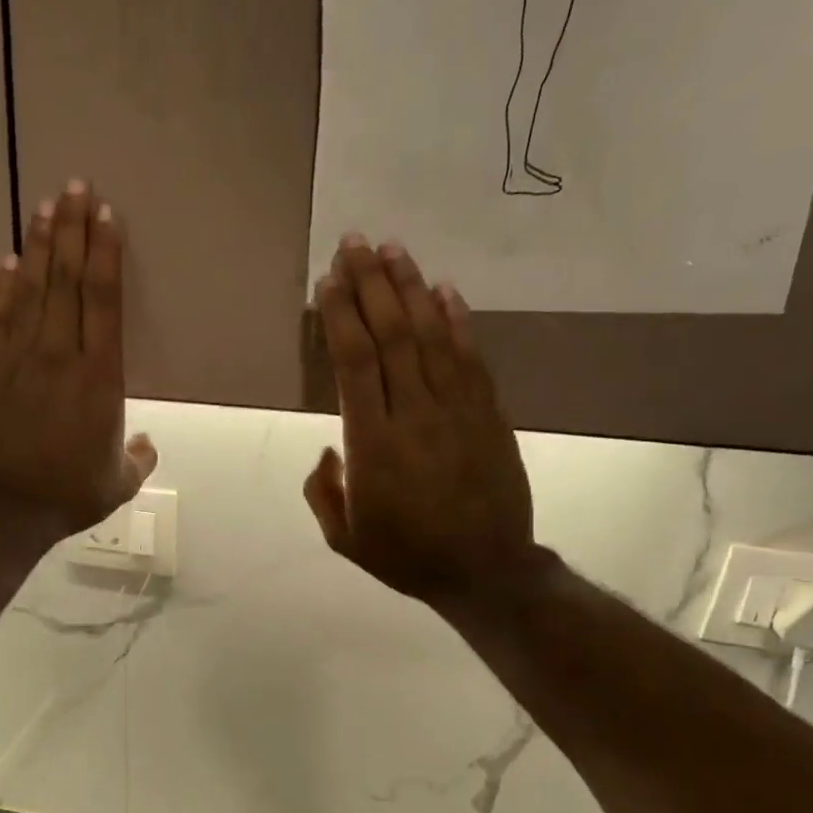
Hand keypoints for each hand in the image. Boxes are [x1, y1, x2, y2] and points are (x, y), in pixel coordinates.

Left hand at [0, 181, 156, 537]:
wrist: (4, 508)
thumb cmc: (70, 493)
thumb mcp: (120, 482)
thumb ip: (138, 458)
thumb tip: (144, 442)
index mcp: (100, 378)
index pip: (104, 301)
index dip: (106, 254)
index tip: (106, 216)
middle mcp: (60, 354)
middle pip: (68, 280)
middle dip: (74, 230)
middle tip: (75, 186)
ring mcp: (19, 357)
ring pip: (32, 289)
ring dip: (41, 245)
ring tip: (47, 206)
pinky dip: (4, 286)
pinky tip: (9, 259)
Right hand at [304, 235, 537, 606]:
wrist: (485, 570)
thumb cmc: (407, 555)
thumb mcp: (345, 538)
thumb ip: (324, 491)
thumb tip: (330, 450)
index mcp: (373, 444)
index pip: (354, 363)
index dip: (341, 316)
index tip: (329, 281)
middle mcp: (413, 414)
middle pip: (391, 334)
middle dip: (370, 283)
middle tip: (355, 242)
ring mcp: (457, 410)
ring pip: (431, 335)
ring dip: (411, 288)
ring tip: (393, 249)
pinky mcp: (488, 414)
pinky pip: (471, 358)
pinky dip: (457, 320)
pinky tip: (444, 290)